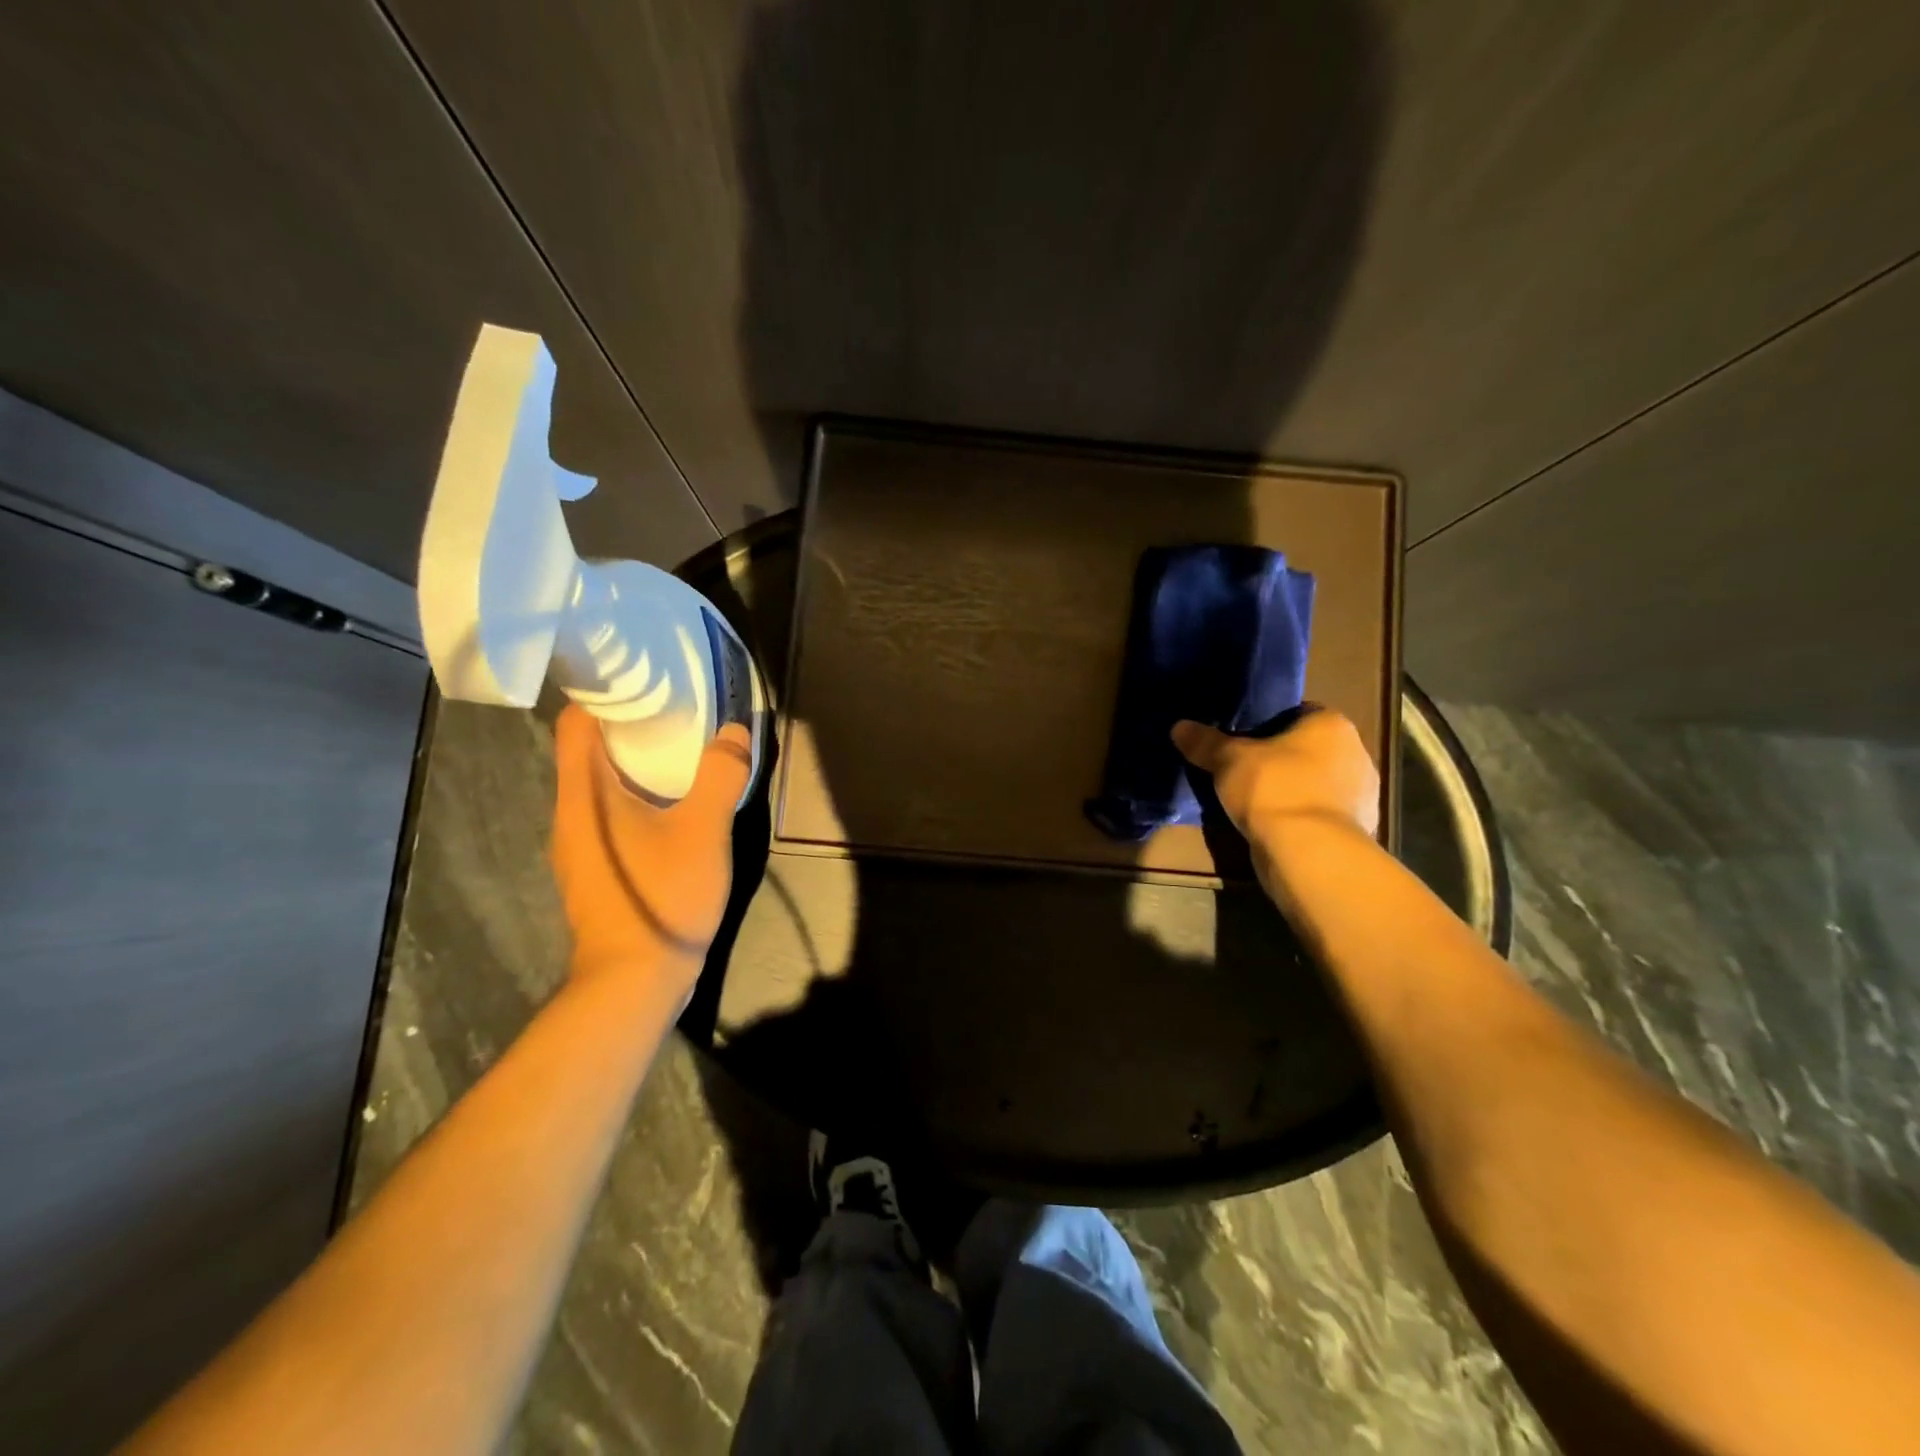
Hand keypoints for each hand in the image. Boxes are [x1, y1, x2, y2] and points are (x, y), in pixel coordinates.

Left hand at [550, 704, 753, 987]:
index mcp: (583, 795)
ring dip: (632, 763)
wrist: (635, 980)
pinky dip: (635, 796)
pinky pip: (608, 814)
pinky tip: (672, 804)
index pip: (575, 723)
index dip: (601, 695)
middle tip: (673, 708)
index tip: (641, 681)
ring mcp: (579, 846)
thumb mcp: (704, 830)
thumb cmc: (662, 896)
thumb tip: (735, 731)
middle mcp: (570, 814)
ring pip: (598, 786)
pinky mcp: (596, 869)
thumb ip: (721, 776)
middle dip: (626, 726)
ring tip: (677, 748)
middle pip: (586, 752)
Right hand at [1172, 709, 1379, 909]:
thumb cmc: (1273, 788)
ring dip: (1292, 791)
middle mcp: (1356, 753)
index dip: (1268, 725)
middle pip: (1309, 750)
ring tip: (1255, 802)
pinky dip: (1300, 819)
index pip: (1299, 713)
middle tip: (1244, 770)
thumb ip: (1206, 742)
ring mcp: (1362, 796)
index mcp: (1332, 725)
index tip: (1243, 739)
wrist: (1309, 853)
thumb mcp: (1228, 760)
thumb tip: (1179, 727)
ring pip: (1316, 784)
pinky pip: (1320, 815)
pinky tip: (1273, 827)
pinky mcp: (1356, 831)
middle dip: (1281, 759)